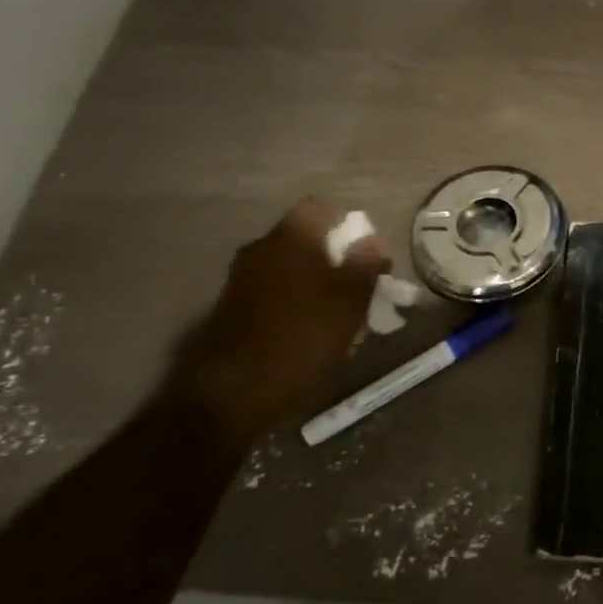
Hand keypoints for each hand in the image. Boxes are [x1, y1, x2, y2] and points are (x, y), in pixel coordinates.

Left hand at [182, 198, 388, 438]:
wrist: (231, 394)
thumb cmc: (300, 340)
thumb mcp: (348, 304)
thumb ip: (364, 267)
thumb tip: (371, 241)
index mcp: (289, 240)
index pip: (319, 210)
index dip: (347, 227)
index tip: (367, 255)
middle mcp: (261, 250)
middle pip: (306, 241)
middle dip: (336, 260)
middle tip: (360, 289)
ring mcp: (242, 279)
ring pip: (291, 269)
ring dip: (317, 284)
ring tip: (340, 317)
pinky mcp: (233, 308)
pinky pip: (275, 292)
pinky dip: (296, 303)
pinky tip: (311, 334)